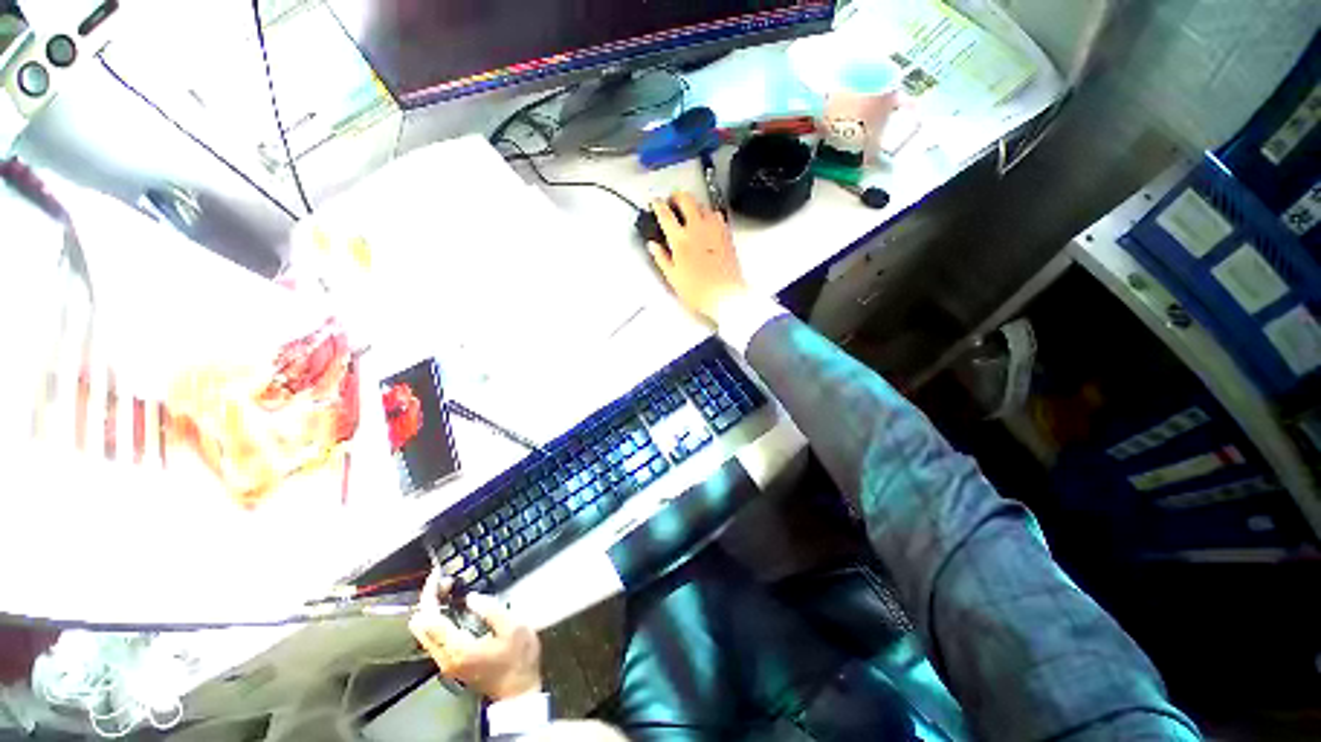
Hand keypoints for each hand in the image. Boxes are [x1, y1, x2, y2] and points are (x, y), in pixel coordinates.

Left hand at [409, 572, 541, 701]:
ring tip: (451, 590)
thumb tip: (472, 597)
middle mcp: (444, 657)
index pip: (428, 618)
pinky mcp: (450, 663)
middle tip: (448, 581)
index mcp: (458, 647)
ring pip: (423, 632)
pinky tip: (454, 608)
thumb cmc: (518, 658)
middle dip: (428, 600)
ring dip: (432, 609)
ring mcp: (445, 662)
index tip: (439, 574)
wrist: (518, 691)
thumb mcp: (514, 628)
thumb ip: (492, 610)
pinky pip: (432, 637)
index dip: (429, 593)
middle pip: (419, 625)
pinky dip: (437, 619)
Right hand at [647, 192, 748, 321]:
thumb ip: (661, 258)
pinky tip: (707, 223)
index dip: (657, 205)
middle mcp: (698, 230)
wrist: (725, 296)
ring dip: (695, 205)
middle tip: (672, 201)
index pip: (665, 214)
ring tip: (690, 211)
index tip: (655, 203)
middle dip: (677, 196)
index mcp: (681, 240)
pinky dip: (709, 215)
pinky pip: (717, 216)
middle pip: (686, 199)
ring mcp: (715, 230)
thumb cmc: (700, 291)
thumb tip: (654, 247)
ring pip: (703, 205)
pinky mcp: (727, 235)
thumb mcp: (673, 277)